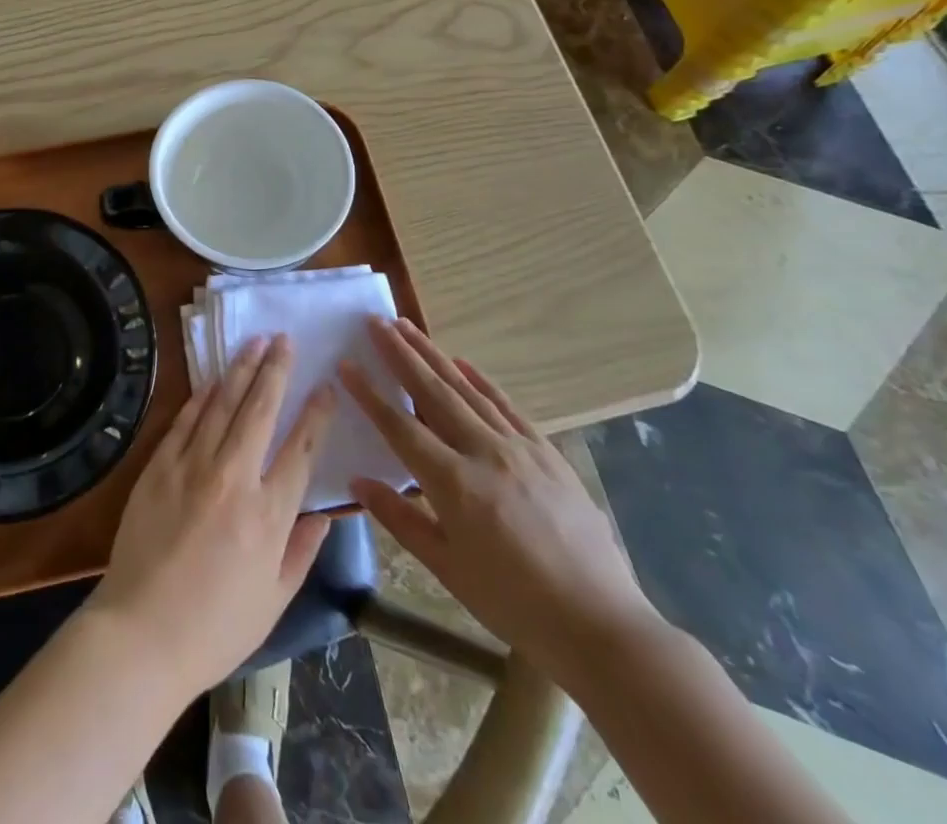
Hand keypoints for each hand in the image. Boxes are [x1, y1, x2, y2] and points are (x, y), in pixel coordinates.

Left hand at [88, 334, 336, 698]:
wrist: (141, 633)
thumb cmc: (215, 627)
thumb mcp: (274, 600)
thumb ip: (302, 551)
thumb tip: (323, 514)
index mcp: (269, 514)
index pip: (300, 448)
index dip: (316, 413)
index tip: (326, 386)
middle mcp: (234, 479)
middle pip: (260, 411)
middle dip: (276, 370)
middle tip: (285, 340)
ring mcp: (192, 467)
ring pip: (222, 405)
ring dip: (240, 370)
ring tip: (255, 343)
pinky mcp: (158, 467)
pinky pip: (184, 421)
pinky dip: (201, 397)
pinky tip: (212, 379)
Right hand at [341, 318, 658, 687]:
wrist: (600, 624)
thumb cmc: (514, 604)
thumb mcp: (447, 568)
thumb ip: (400, 519)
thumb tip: (358, 481)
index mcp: (453, 483)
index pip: (400, 427)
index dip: (369, 394)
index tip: (346, 364)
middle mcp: (483, 452)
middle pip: (432, 392)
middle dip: (400, 354)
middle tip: (375, 321)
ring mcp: (519, 447)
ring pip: (466, 389)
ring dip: (433, 355)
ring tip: (407, 328)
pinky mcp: (547, 452)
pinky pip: (507, 406)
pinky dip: (481, 380)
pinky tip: (463, 362)